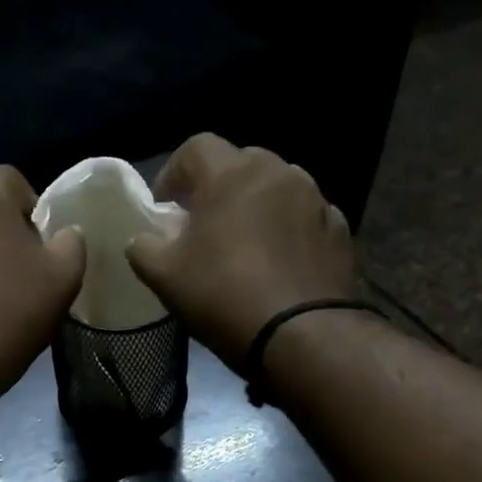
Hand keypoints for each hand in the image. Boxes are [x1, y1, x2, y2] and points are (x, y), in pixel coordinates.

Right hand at [126, 134, 358, 366]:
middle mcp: (278, 172)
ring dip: (254, 207)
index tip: (164, 209)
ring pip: (275, 188)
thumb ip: (143, 248)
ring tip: (242, 245)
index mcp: (232, 174)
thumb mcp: (164, 276)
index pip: (196, 147)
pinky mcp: (339, 229)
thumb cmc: (224, 295)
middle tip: (202, 225)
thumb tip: (142, 239)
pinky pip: (303, 217)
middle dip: (216, 187)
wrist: (301, 334)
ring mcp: (315, 198)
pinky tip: (277, 263)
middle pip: (239, 163)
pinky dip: (286, 229)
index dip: (173, 173)